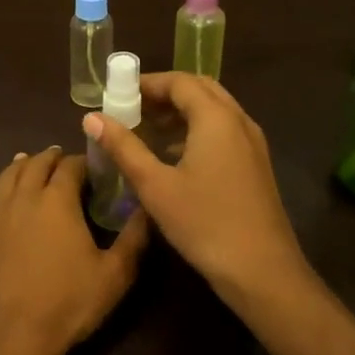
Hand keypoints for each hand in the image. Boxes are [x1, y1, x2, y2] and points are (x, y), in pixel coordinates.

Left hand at [0, 147, 148, 354]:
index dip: (83, 162)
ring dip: (19, 165)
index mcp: (58, 200)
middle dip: (51, 158)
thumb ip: (134, 238)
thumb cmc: (68, 304)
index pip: (72, 167)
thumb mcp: (115, 275)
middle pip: (37, 165)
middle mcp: (25, 197)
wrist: (11, 336)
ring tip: (27, 160)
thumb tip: (147, 207)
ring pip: (6, 177)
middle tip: (61, 158)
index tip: (93, 166)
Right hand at [82, 73, 310, 306]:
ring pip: (214, 111)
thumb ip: (123, 147)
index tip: (117, 93)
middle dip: (165, 93)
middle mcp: (239, 122)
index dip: (147, 83)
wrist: (262, 272)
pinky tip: (173, 157)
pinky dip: (197, 130)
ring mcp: (252, 144)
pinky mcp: (256, 165)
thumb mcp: (155, 186)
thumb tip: (91, 118)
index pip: (180, 81)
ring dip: (181, 112)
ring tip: (147, 129)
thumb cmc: (205, 224)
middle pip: (200, 89)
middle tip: (132, 108)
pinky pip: (224, 131)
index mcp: (216, 119)